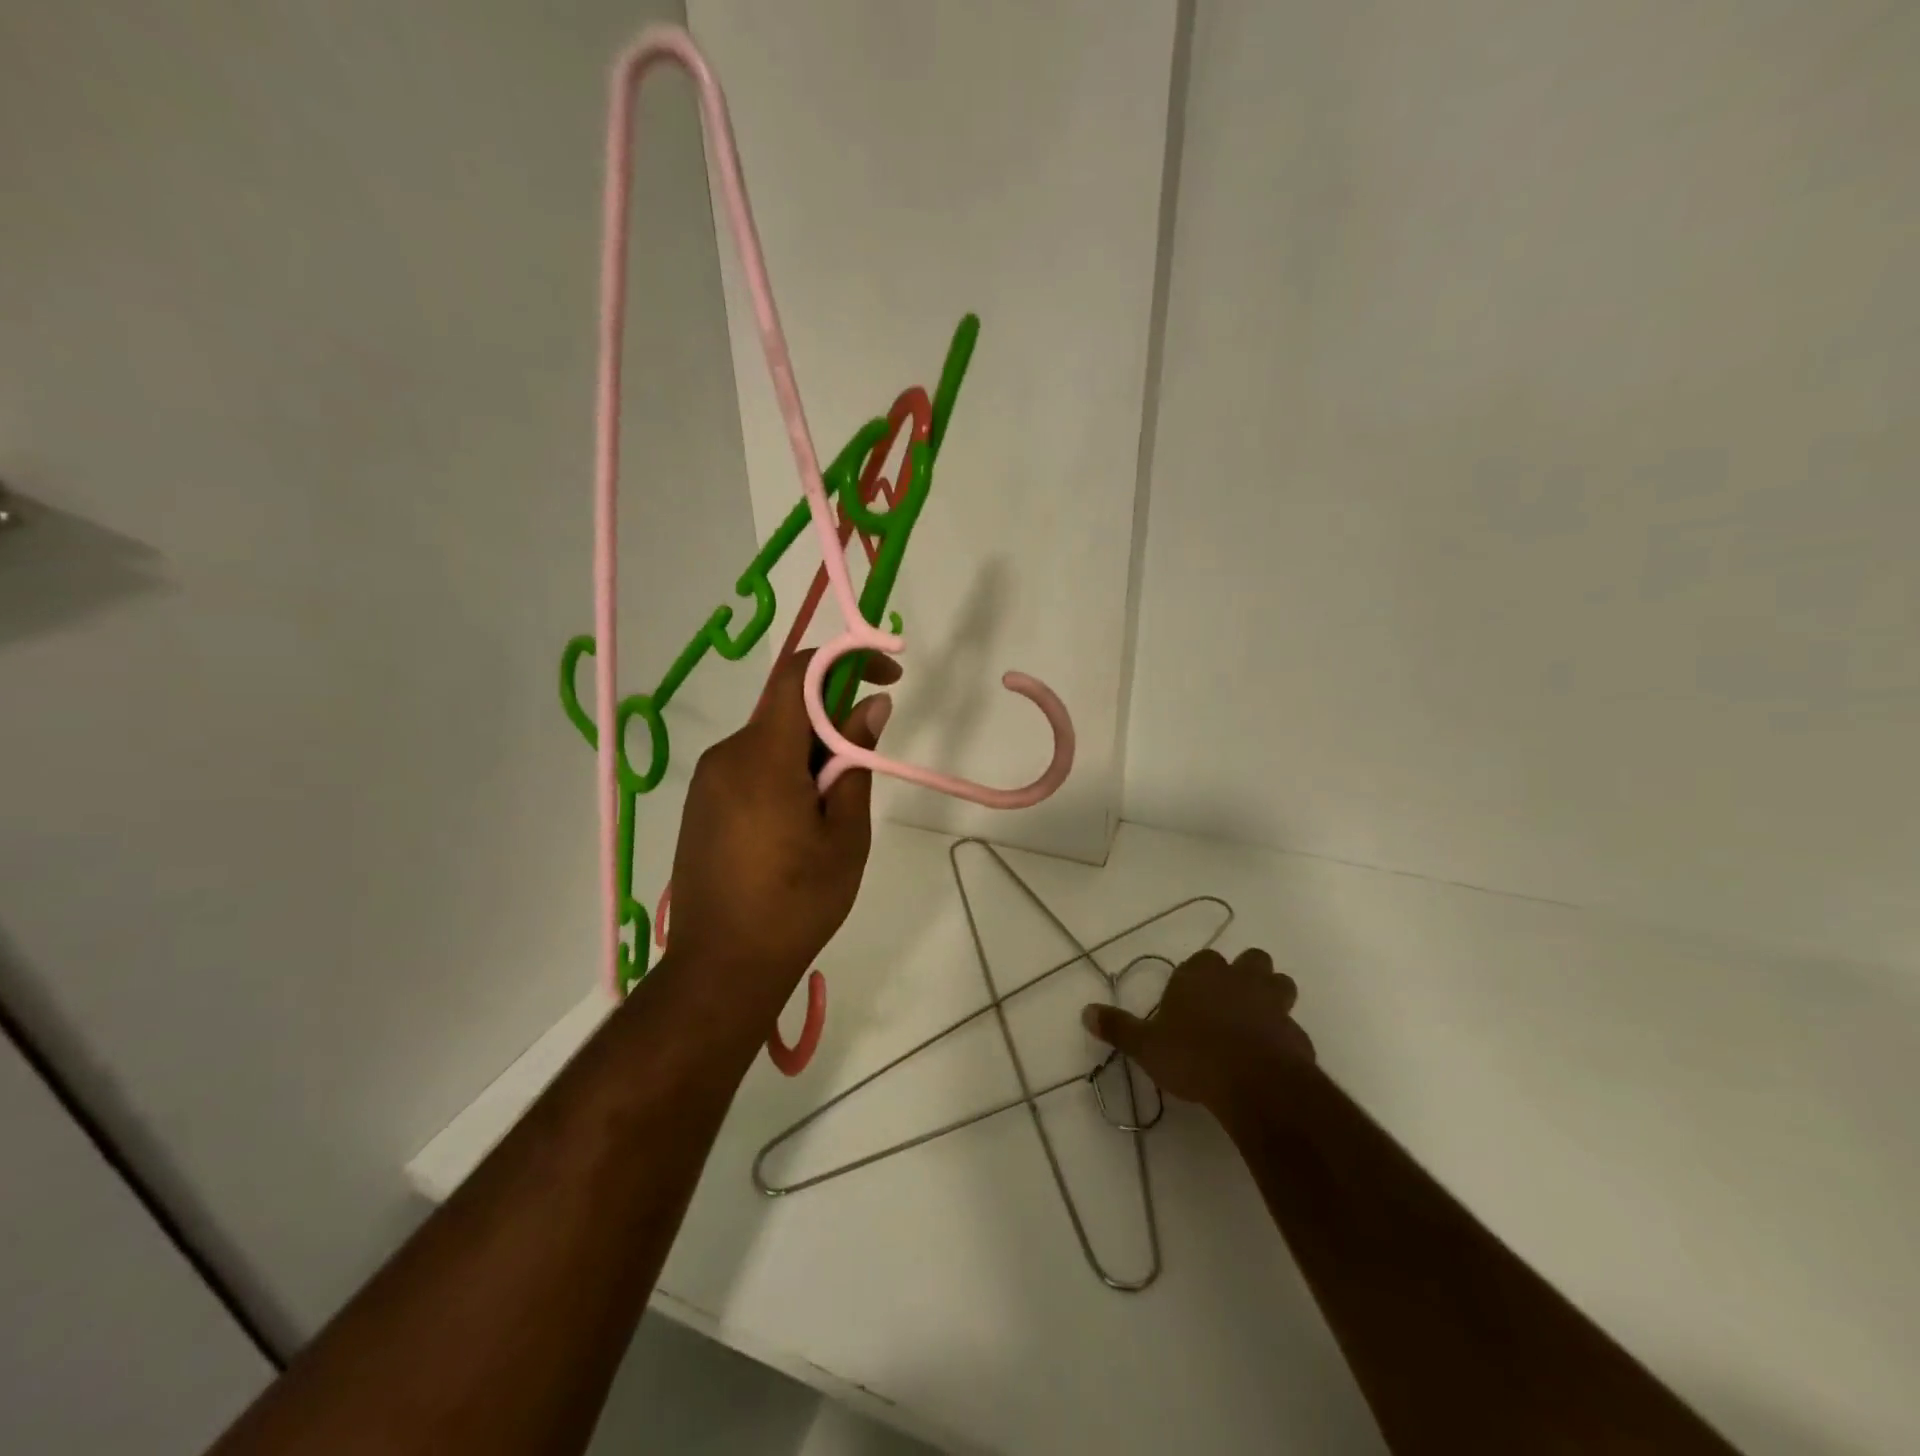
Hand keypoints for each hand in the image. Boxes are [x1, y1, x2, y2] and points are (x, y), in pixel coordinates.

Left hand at [665, 648, 896, 1004]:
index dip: (846, 661)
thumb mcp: (845, 835)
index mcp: (762, 758)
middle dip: (833, 719)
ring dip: (810, 751)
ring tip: (831, 811)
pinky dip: (784, 771)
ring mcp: (708, 780)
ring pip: (771, 738)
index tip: (888, 678)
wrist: (720, 967)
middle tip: (863, 769)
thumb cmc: (796, 904)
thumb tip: (871, 706)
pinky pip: (750, 765)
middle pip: (787, 708)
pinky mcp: (701, 803)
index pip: (800, 674)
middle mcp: (727, 756)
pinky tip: (797, 823)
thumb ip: (856, 763)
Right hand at [1082, 948, 1313, 1117]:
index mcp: (1200, 975)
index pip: (1202, 959)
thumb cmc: (1193, 1056)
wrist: (1254, 1083)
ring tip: (1257, 1020)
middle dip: (1245, 974)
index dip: (1198, 974)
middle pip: (1251, 960)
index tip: (1190, 997)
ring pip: (1280, 983)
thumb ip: (1118, 1028)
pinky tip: (1272, 1056)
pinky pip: (1292, 1026)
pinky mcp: (1296, 1034)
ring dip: (1272, 995)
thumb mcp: (1146, 1046)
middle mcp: (1238, 980)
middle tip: (1229, 1001)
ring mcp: (1272, 1004)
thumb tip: (1085, 1012)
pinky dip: (1284, 1036)